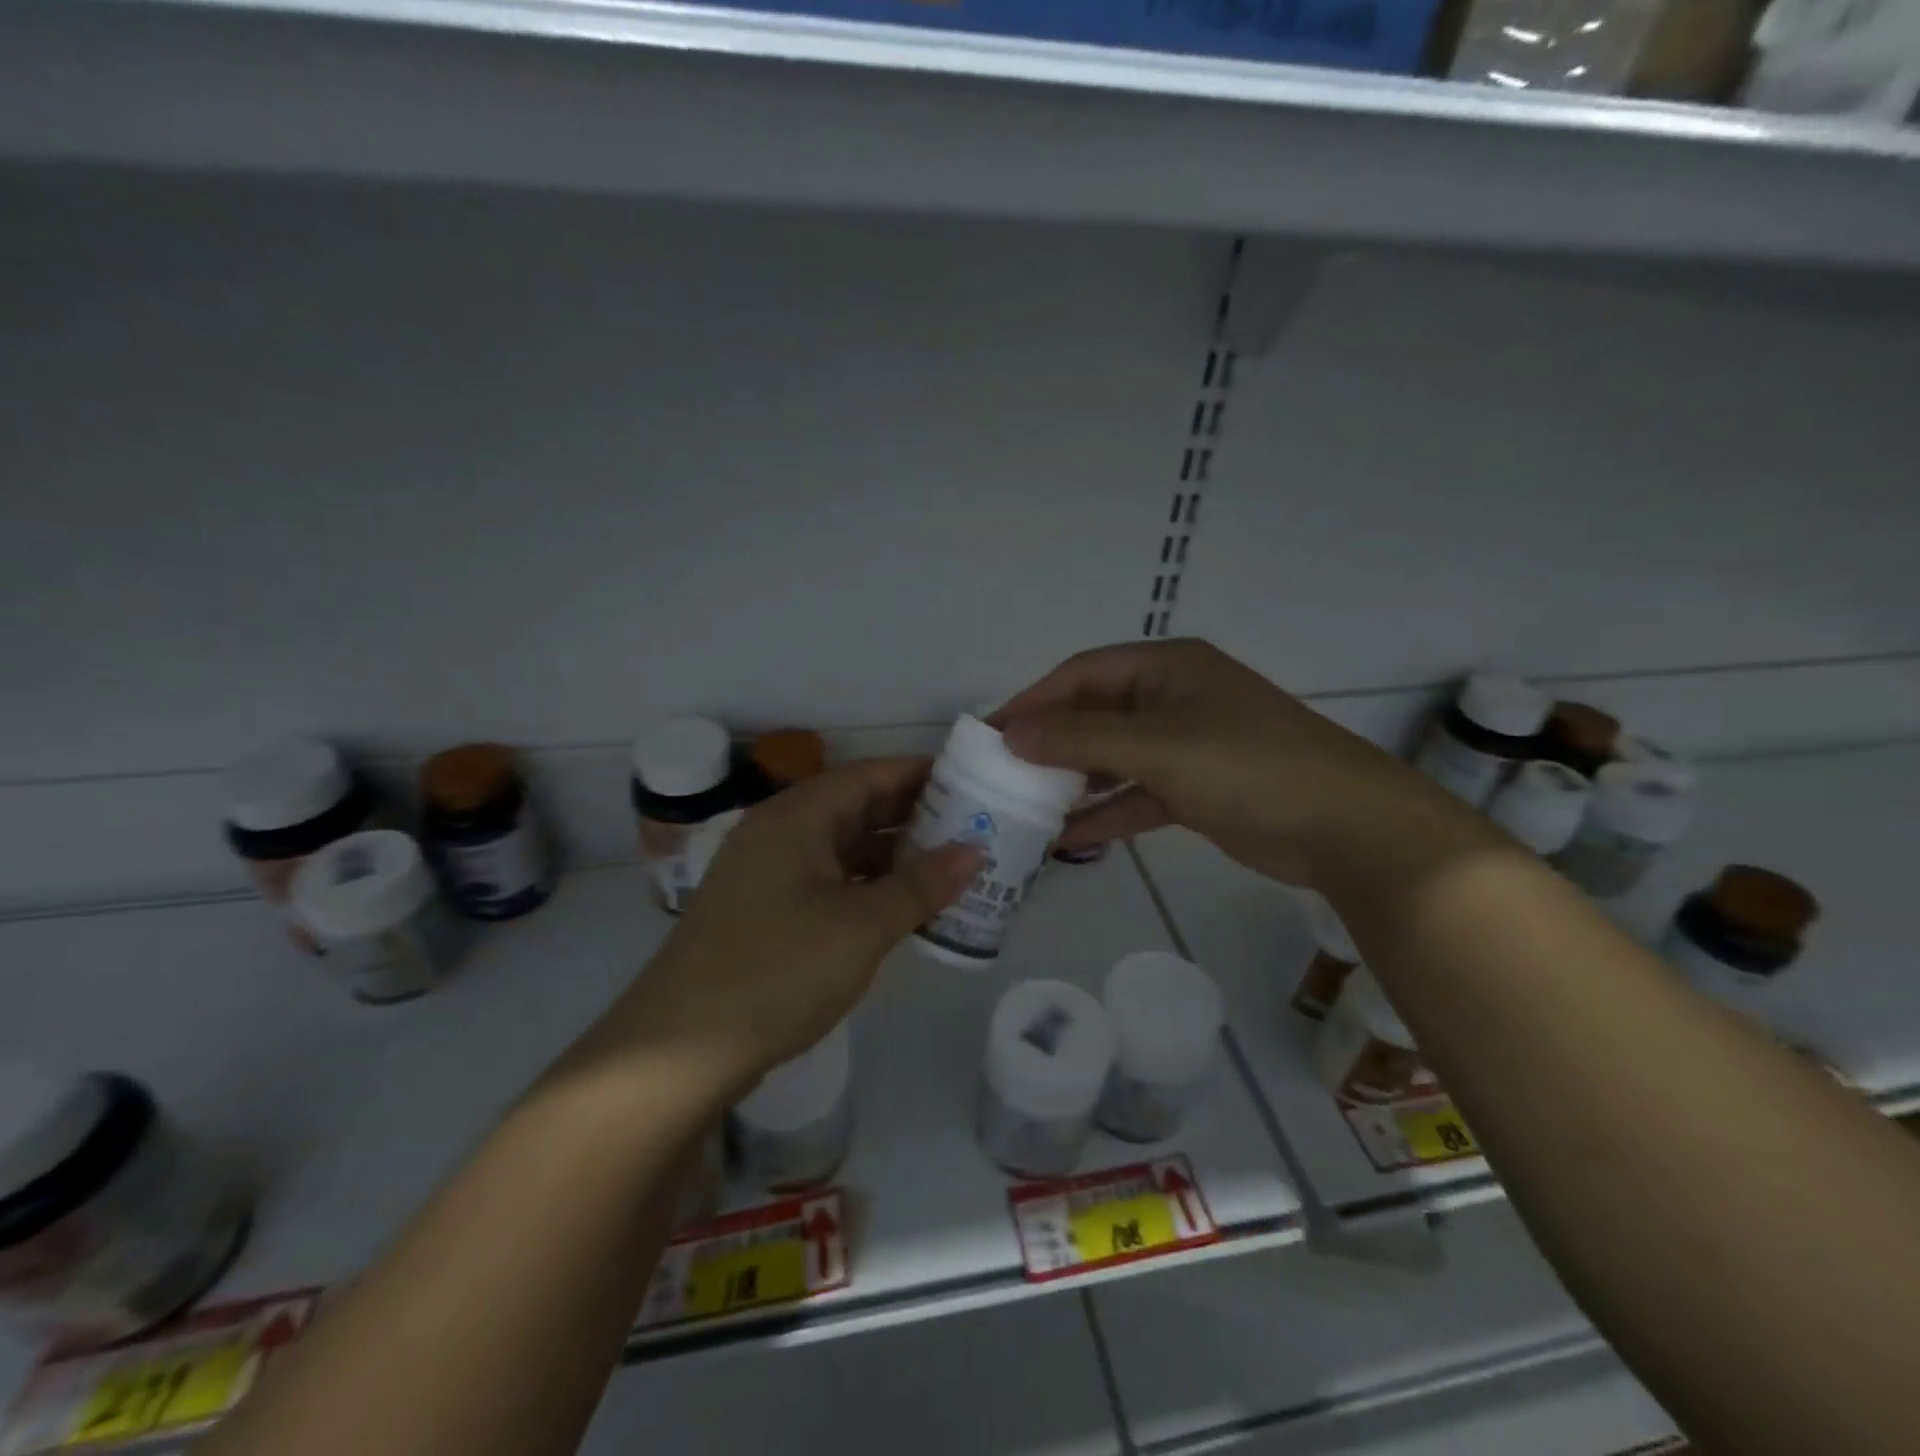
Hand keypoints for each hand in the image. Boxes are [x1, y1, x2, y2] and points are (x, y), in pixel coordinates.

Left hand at [609, 759, 977, 1098]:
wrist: (681, 1049)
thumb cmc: (778, 970)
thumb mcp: (862, 927)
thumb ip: (921, 886)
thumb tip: (974, 851)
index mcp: (796, 817)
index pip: (867, 775)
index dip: (919, 774)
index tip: (969, 782)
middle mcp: (778, 833)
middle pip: (855, 807)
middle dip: (912, 816)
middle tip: (971, 826)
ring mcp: (767, 873)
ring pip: (842, 847)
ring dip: (891, 854)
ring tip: (948, 865)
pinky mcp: (764, 910)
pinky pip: (827, 880)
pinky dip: (866, 885)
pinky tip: (901, 904)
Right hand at [996, 639, 1454, 885]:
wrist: (1344, 828)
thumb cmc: (1247, 766)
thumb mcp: (1158, 746)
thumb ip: (1081, 738)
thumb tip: (1009, 733)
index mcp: (1167, 668)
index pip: (1082, 674)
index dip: (1033, 701)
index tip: (989, 734)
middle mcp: (1172, 699)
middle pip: (1095, 715)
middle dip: (1049, 744)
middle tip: (1000, 775)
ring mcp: (1185, 746)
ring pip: (1112, 758)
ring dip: (1073, 782)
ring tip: (1024, 809)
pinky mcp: (1194, 789)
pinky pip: (1135, 794)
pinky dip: (1105, 813)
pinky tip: (1067, 839)